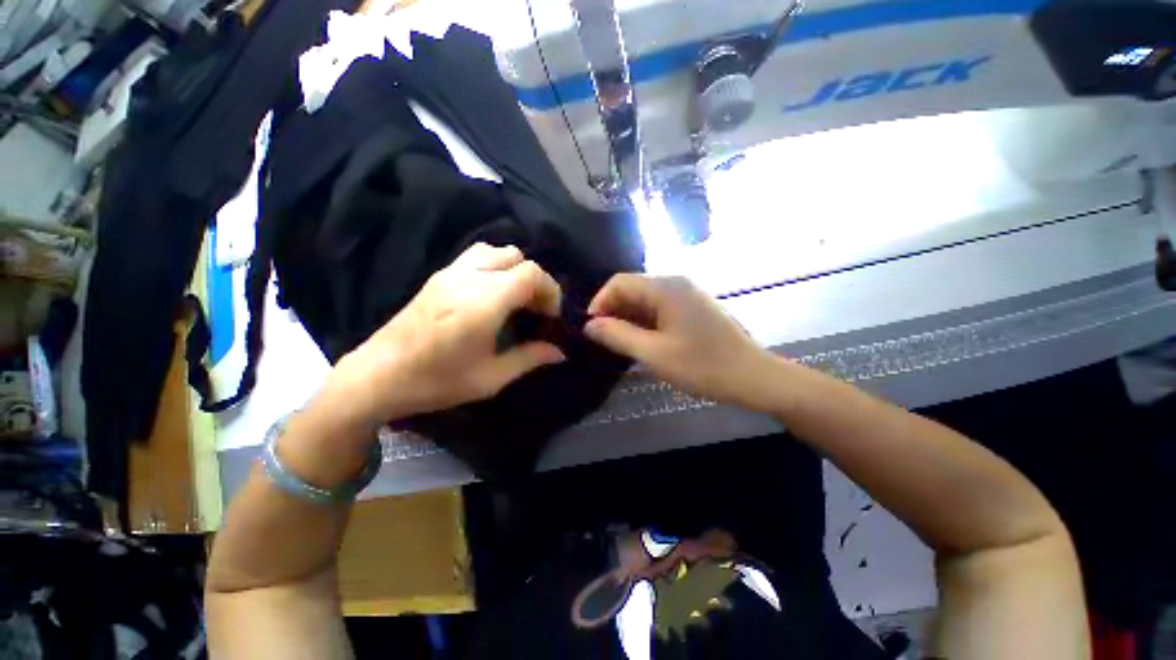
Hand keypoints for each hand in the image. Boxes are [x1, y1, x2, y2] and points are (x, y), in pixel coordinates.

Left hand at [325, 243, 565, 430]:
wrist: (377, 376)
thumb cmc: (436, 381)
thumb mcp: (491, 378)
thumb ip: (530, 358)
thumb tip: (560, 352)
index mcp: (484, 302)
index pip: (531, 273)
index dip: (550, 291)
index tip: (551, 316)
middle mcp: (469, 278)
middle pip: (517, 257)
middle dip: (535, 280)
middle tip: (535, 309)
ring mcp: (450, 273)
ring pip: (496, 251)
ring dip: (514, 270)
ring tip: (515, 299)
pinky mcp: (438, 276)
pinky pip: (476, 256)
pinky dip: (495, 267)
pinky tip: (492, 295)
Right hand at [584, 274, 771, 408]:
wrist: (753, 377)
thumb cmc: (703, 366)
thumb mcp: (654, 354)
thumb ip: (618, 336)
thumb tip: (589, 325)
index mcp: (665, 288)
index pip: (619, 282)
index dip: (599, 303)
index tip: (590, 329)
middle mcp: (675, 284)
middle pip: (632, 289)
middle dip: (612, 312)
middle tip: (602, 341)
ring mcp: (685, 296)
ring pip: (644, 301)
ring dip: (627, 319)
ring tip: (618, 344)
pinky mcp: (691, 309)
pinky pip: (658, 309)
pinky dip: (644, 323)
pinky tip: (640, 342)